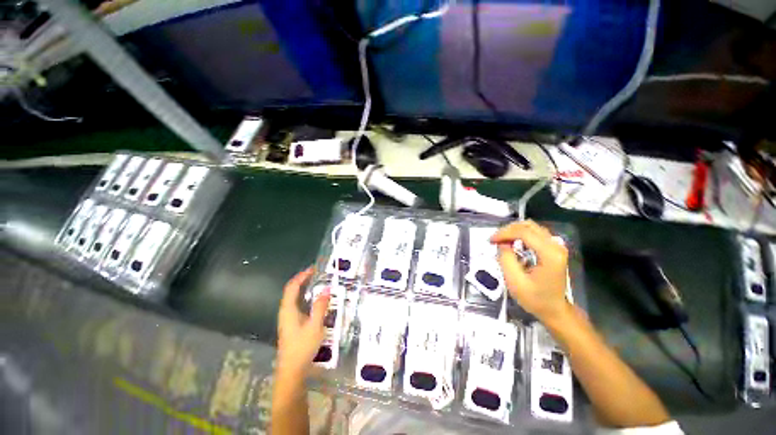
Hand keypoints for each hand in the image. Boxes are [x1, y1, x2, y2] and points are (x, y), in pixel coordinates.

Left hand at [277, 267, 330, 378]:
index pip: (292, 287)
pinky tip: (315, 301)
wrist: (292, 371)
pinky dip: (305, 298)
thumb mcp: (315, 326)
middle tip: (317, 274)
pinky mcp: (292, 325)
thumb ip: (321, 306)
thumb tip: (327, 288)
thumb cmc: (302, 347)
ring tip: (318, 283)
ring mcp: (288, 319)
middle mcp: (285, 312)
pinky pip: (297, 305)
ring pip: (294, 298)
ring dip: (304, 289)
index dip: (301, 276)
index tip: (313, 269)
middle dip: (303, 280)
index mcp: (288, 310)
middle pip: (292, 291)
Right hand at [490, 220, 571, 323]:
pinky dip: (520, 234)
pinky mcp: (553, 248)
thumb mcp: (515, 281)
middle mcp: (555, 245)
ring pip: (531, 227)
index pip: (524, 232)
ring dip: (514, 231)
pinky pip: (535, 233)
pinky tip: (513, 243)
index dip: (504, 233)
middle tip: (495, 240)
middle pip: (528, 225)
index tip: (491, 240)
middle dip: (508, 230)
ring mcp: (556, 246)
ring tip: (501, 241)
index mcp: (549, 254)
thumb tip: (502, 243)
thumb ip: (506, 259)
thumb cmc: (535, 299)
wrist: (555, 310)